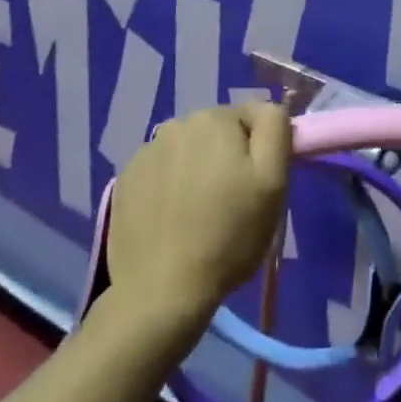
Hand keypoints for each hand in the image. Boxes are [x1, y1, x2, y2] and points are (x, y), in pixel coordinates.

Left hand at [107, 104, 291, 331]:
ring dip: (196, 170)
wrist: (159, 292)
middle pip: (217, 132)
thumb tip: (268, 109)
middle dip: (226, 158)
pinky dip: (169, 186)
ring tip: (197, 215)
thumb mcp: (272, 183)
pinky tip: (170, 220)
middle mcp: (177, 123)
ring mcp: (146, 151)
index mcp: (215, 117)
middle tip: (229, 203)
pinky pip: (160, 171)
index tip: (255, 187)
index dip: (259, 152)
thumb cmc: (226, 237)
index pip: (252, 118)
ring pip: (187, 151)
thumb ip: (275, 130)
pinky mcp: (126, 179)